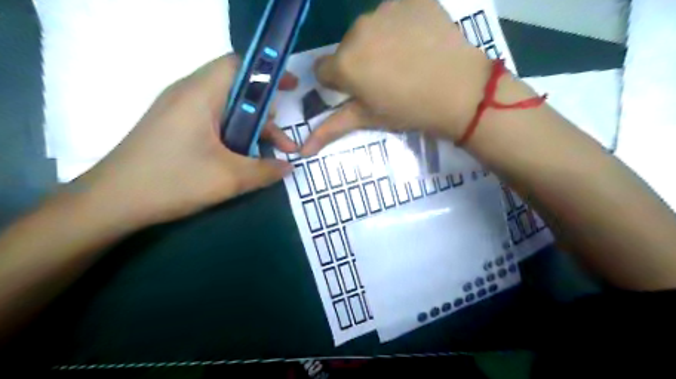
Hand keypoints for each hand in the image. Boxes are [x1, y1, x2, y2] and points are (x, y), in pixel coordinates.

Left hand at [73, 54, 295, 225]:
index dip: (269, 73)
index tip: (292, 88)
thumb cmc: (173, 181)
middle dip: (265, 112)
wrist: (112, 202)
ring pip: (227, 109)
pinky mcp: (175, 127)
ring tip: (270, 154)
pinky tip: (243, 158)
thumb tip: (290, 167)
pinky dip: (234, 135)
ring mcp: (180, 111)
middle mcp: (189, 94)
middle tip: (282, 139)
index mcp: (201, 95)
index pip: (239, 65)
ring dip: (252, 129)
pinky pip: (214, 122)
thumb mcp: (230, 178)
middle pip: (237, 90)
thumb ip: (266, 170)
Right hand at [304, 0, 488, 156]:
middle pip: (347, 48)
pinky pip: (396, 12)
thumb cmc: (409, 109)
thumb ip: (332, 128)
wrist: (460, 91)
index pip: (322, 70)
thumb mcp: (369, 119)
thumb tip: (303, 150)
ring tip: (405, 61)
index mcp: (344, 63)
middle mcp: (357, 30)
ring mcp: (386, 9)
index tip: (359, 91)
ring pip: (369, 29)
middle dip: (358, 63)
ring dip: (379, 43)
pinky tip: (419, 42)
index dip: (338, 83)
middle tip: (386, 80)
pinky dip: (402, 26)